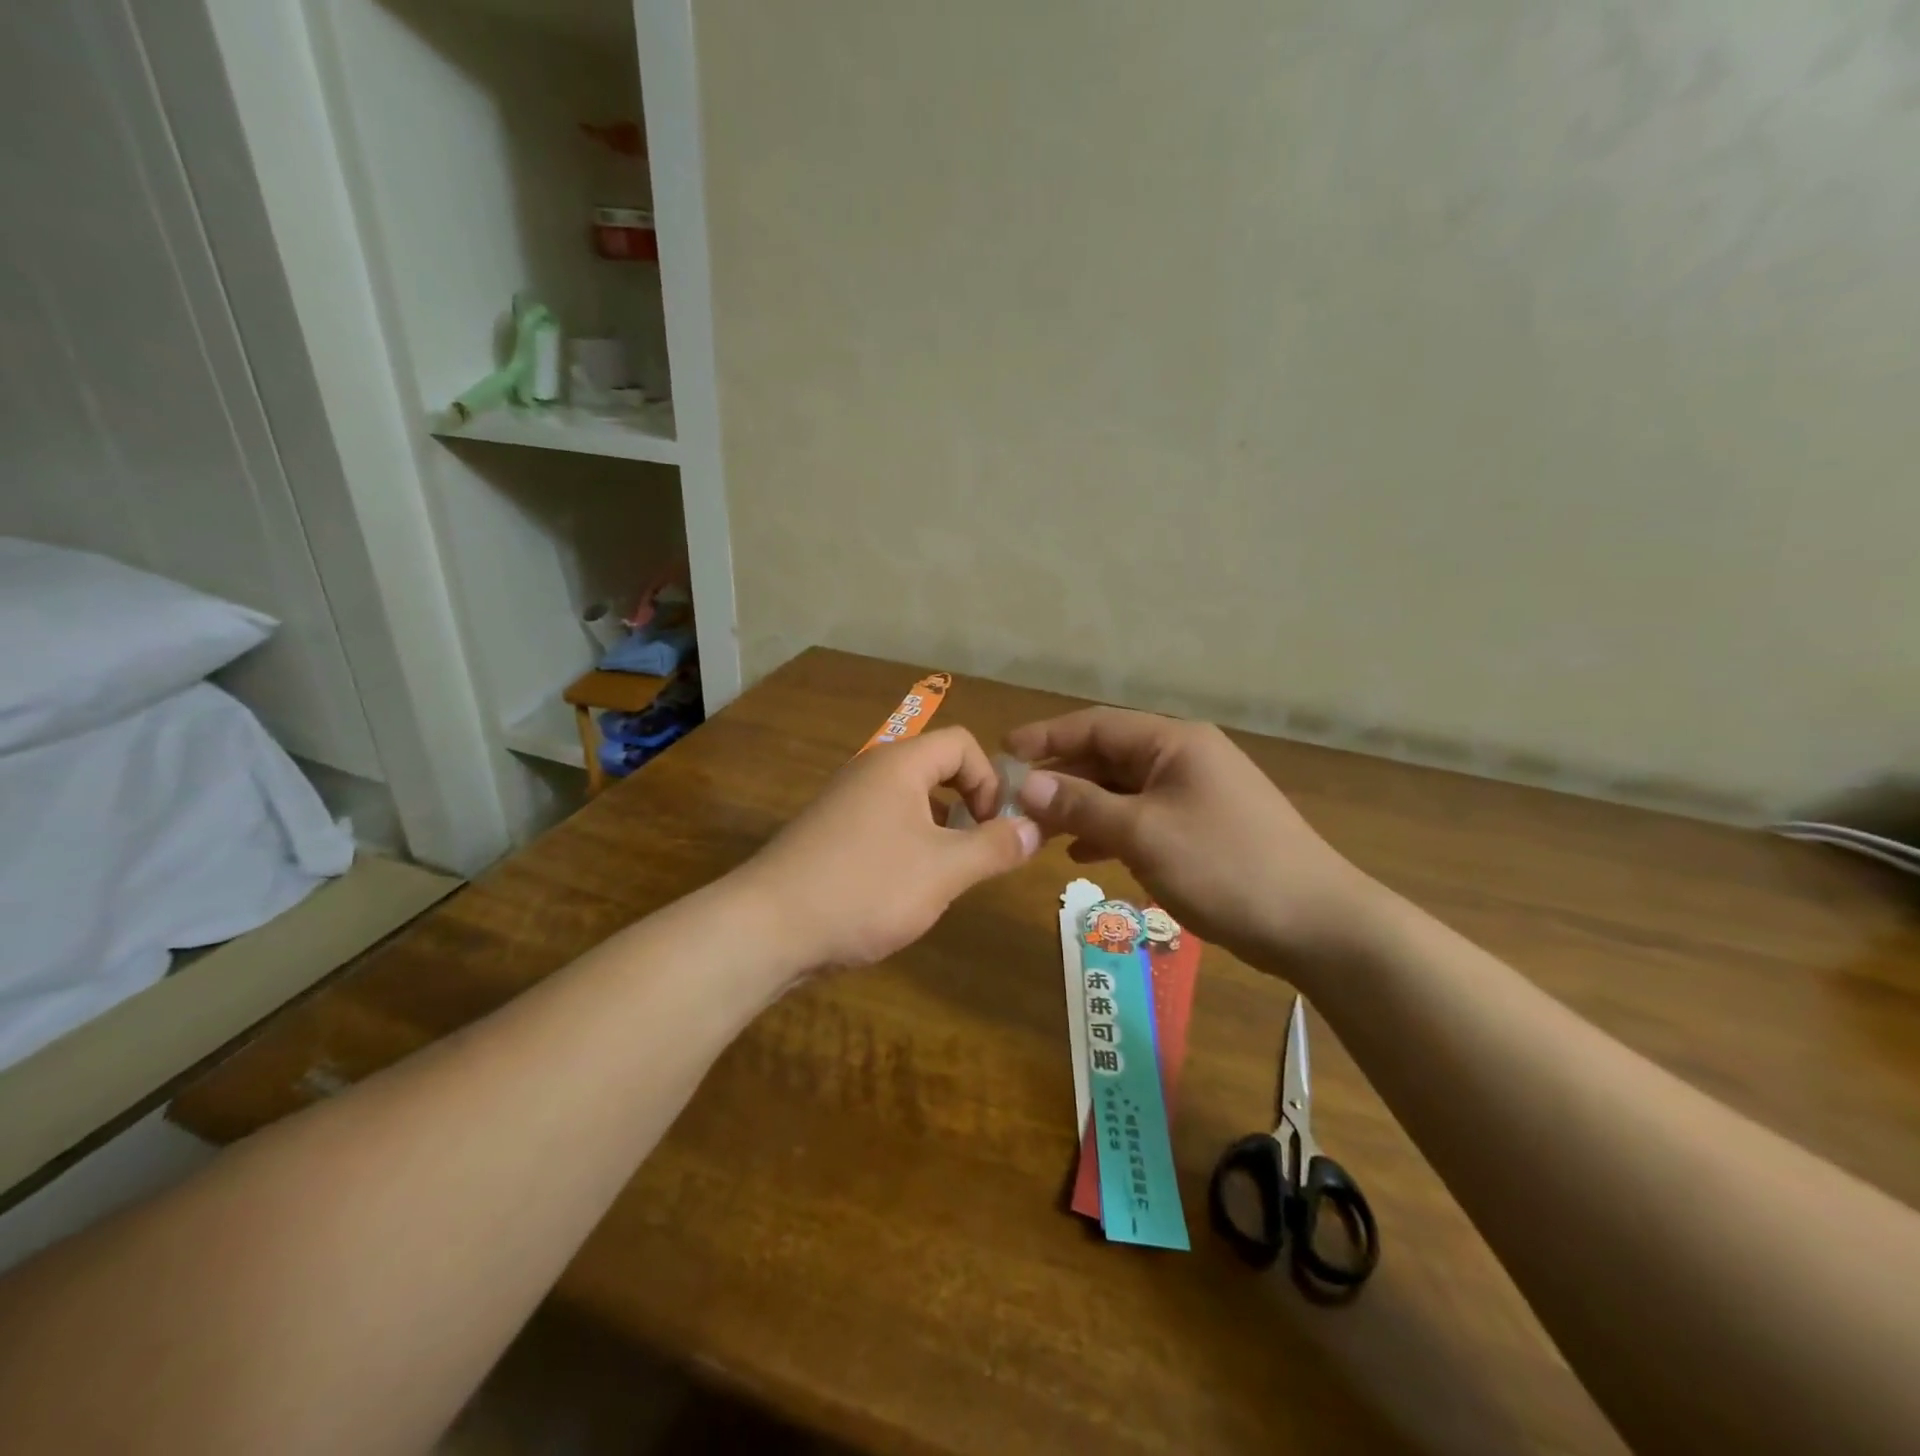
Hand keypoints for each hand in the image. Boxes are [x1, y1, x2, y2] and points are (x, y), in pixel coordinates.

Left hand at [736, 727, 1040, 972]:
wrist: (767, 928)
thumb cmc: (866, 888)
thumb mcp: (944, 870)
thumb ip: (995, 846)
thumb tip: (1036, 828)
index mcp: (899, 764)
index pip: (962, 743)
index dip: (990, 780)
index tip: (994, 828)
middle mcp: (869, 771)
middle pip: (936, 769)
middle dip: (967, 808)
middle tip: (975, 855)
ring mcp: (843, 803)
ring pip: (910, 801)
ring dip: (938, 832)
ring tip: (942, 879)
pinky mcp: (827, 835)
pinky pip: (883, 825)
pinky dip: (906, 847)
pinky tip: (900, 892)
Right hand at [1006, 709, 1381, 968]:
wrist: (1316, 924)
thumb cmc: (1225, 867)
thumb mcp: (1143, 833)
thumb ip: (1081, 805)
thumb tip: (1025, 784)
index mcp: (1174, 743)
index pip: (1095, 725)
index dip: (1046, 737)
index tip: (1003, 752)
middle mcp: (1185, 757)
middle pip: (1108, 757)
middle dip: (1061, 777)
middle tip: (1014, 802)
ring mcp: (1197, 793)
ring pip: (1124, 789)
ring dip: (1082, 806)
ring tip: (1040, 830)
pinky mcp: (1204, 827)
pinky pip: (1143, 816)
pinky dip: (1111, 830)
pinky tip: (1085, 854)